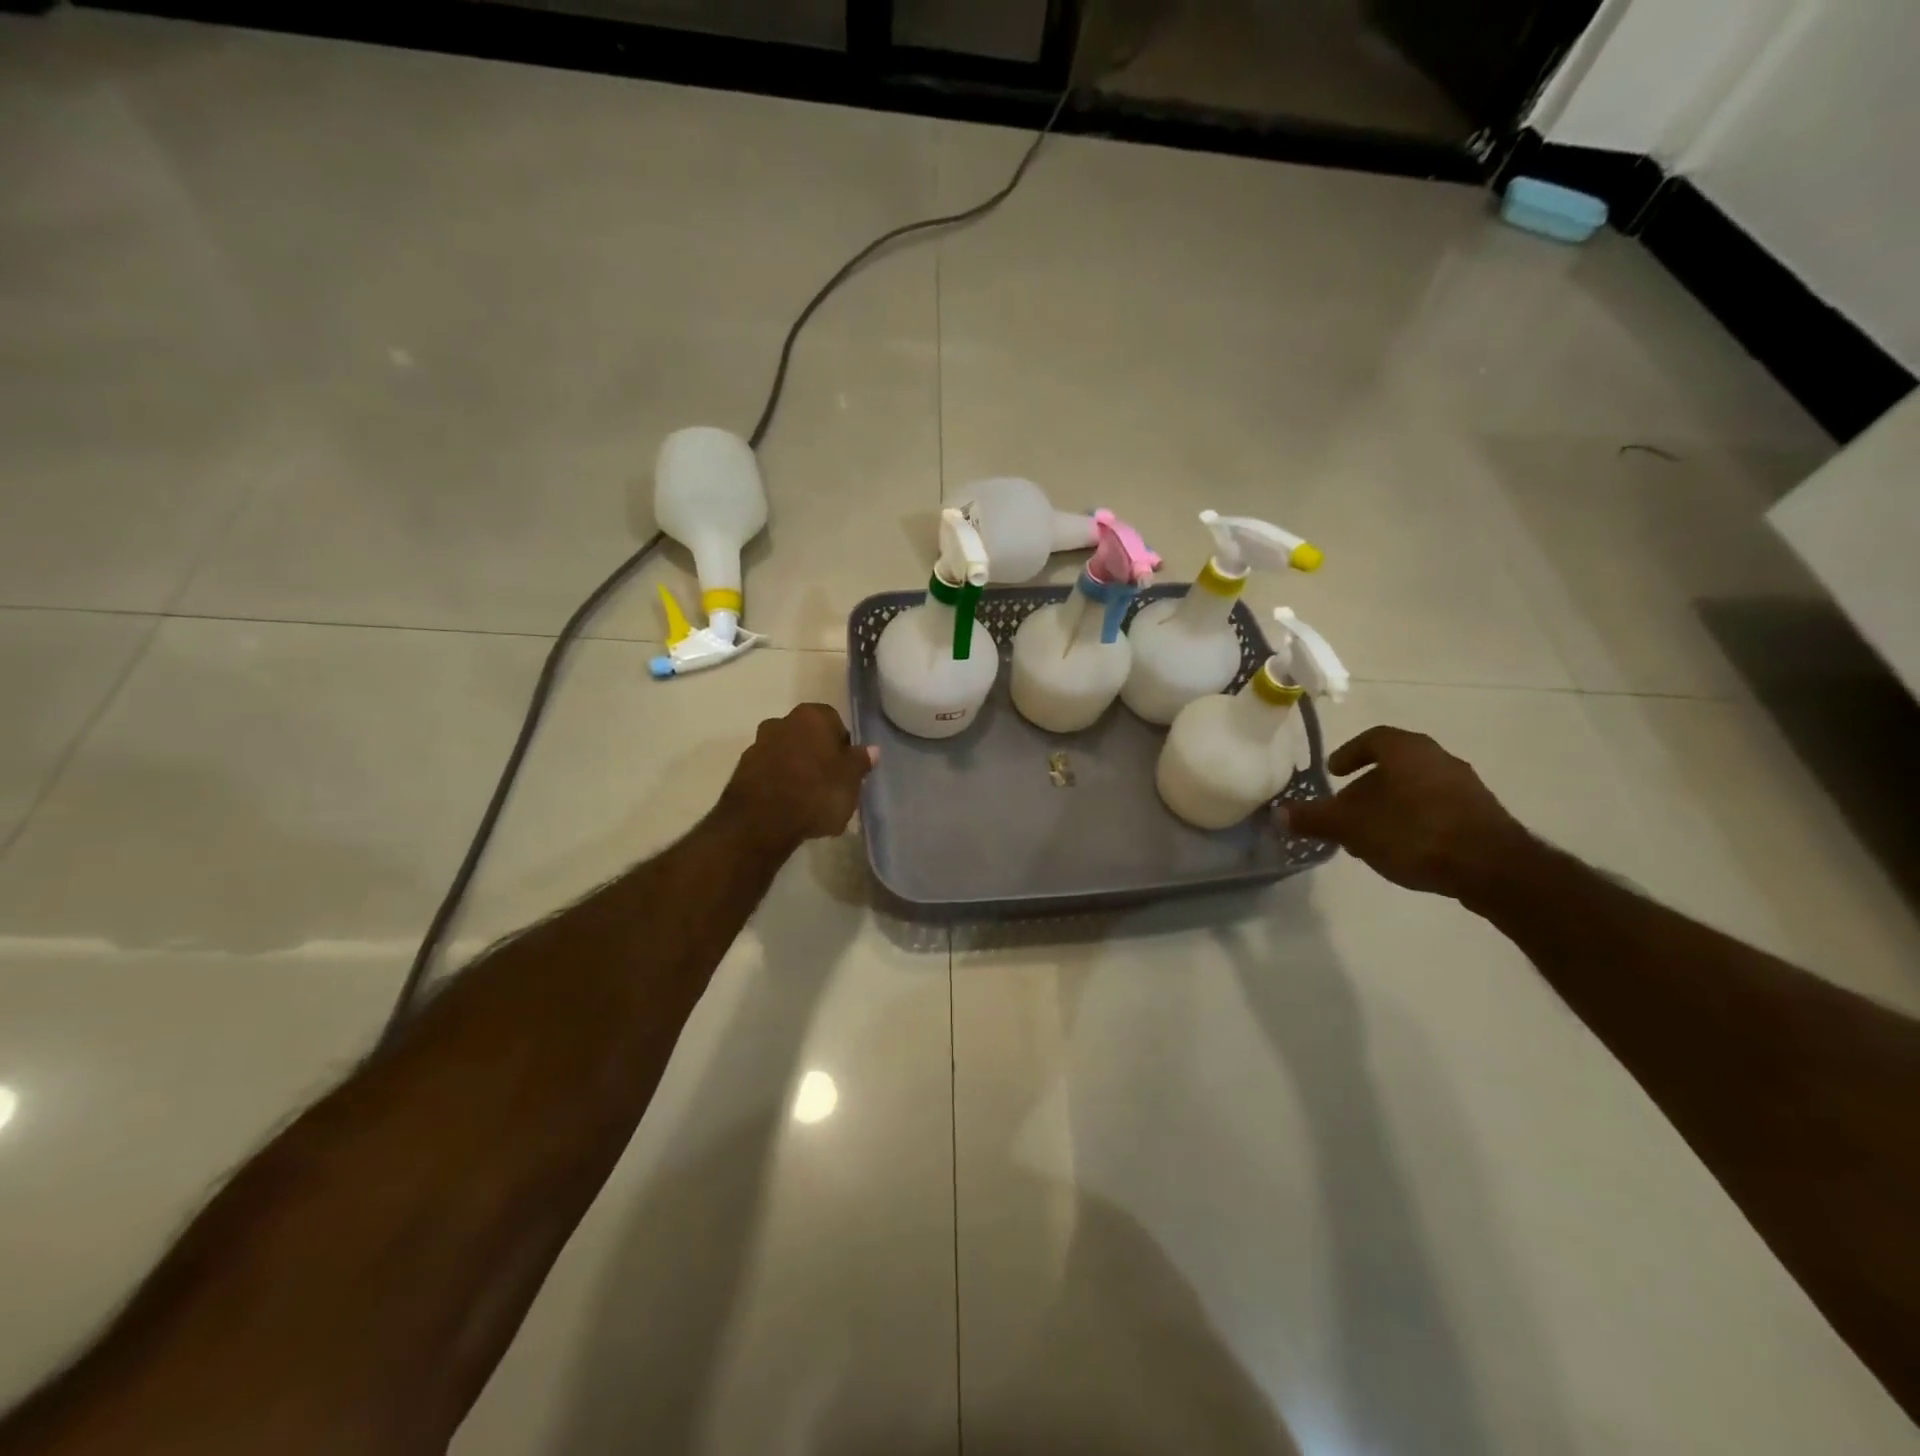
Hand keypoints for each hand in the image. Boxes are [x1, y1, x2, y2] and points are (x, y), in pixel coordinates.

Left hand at [719, 703, 875, 851]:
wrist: (760, 823)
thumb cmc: (816, 794)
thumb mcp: (851, 781)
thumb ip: (860, 762)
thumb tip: (870, 750)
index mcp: (812, 716)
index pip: (834, 721)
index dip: (842, 745)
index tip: (847, 768)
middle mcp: (781, 722)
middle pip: (807, 736)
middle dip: (817, 755)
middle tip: (830, 783)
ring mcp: (758, 745)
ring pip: (786, 753)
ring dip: (796, 769)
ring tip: (808, 800)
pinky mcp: (742, 770)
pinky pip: (769, 772)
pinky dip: (779, 783)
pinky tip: (788, 807)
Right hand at [1283, 726, 1534, 902]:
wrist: (1492, 867)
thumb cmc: (1413, 832)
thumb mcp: (1352, 827)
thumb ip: (1315, 818)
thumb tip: (1279, 814)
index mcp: (1407, 750)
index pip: (1373, 739)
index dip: (1349, 753)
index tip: (1334, 772)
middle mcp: (1439, 758)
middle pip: (1394, 765)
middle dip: (1367, 786)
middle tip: (1347, 809)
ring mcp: (1465, 786)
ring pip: (1416, 788)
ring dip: (1390, 805)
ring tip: (1372, 834)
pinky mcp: (1482, 814)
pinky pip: (1437, 808)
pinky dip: (1415, 819)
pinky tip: (1405, 847)